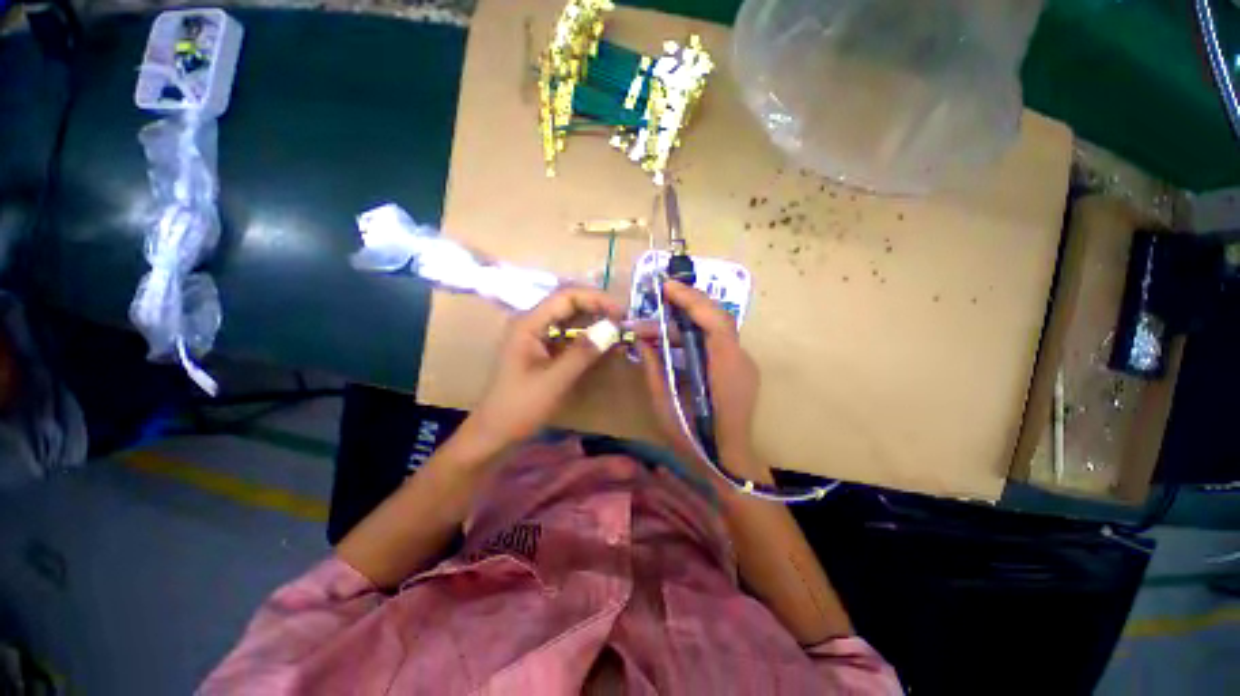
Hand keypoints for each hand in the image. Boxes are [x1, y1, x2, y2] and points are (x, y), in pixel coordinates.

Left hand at [466, 287, 623, 453]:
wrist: (495, 434)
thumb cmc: (520, 407)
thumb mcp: (554, 380)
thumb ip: (583, 352)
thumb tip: (613, 328)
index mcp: (528, 323)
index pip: (566, 297)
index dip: (596, 299)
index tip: (621, 313)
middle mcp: (532, 323)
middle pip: (569, 305)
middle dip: (598, 310)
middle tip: (624, 323)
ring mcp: (536, 337)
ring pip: (570, 320)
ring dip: (594, 323)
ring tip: (618, 332)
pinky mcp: (543, 350)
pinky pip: (568, 336)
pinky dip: (587, 339)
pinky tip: (603, 346)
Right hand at [636, 280, 761, 467]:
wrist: (728, 463)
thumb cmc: (694, 439)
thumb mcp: (665, 403)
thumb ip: (654, 368)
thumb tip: (642, 340)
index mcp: (725, 368)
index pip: (714, 321)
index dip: (691, 299)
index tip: (666, 287)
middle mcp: (740, 360)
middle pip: (717, 319)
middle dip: (688, 305)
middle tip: (659, 300)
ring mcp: (743, 364)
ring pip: (716, 329)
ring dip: (688, 323)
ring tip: (658, 327)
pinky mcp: (739, 370)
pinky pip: (717, 343)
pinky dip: (695, 336)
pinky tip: (675, 342)